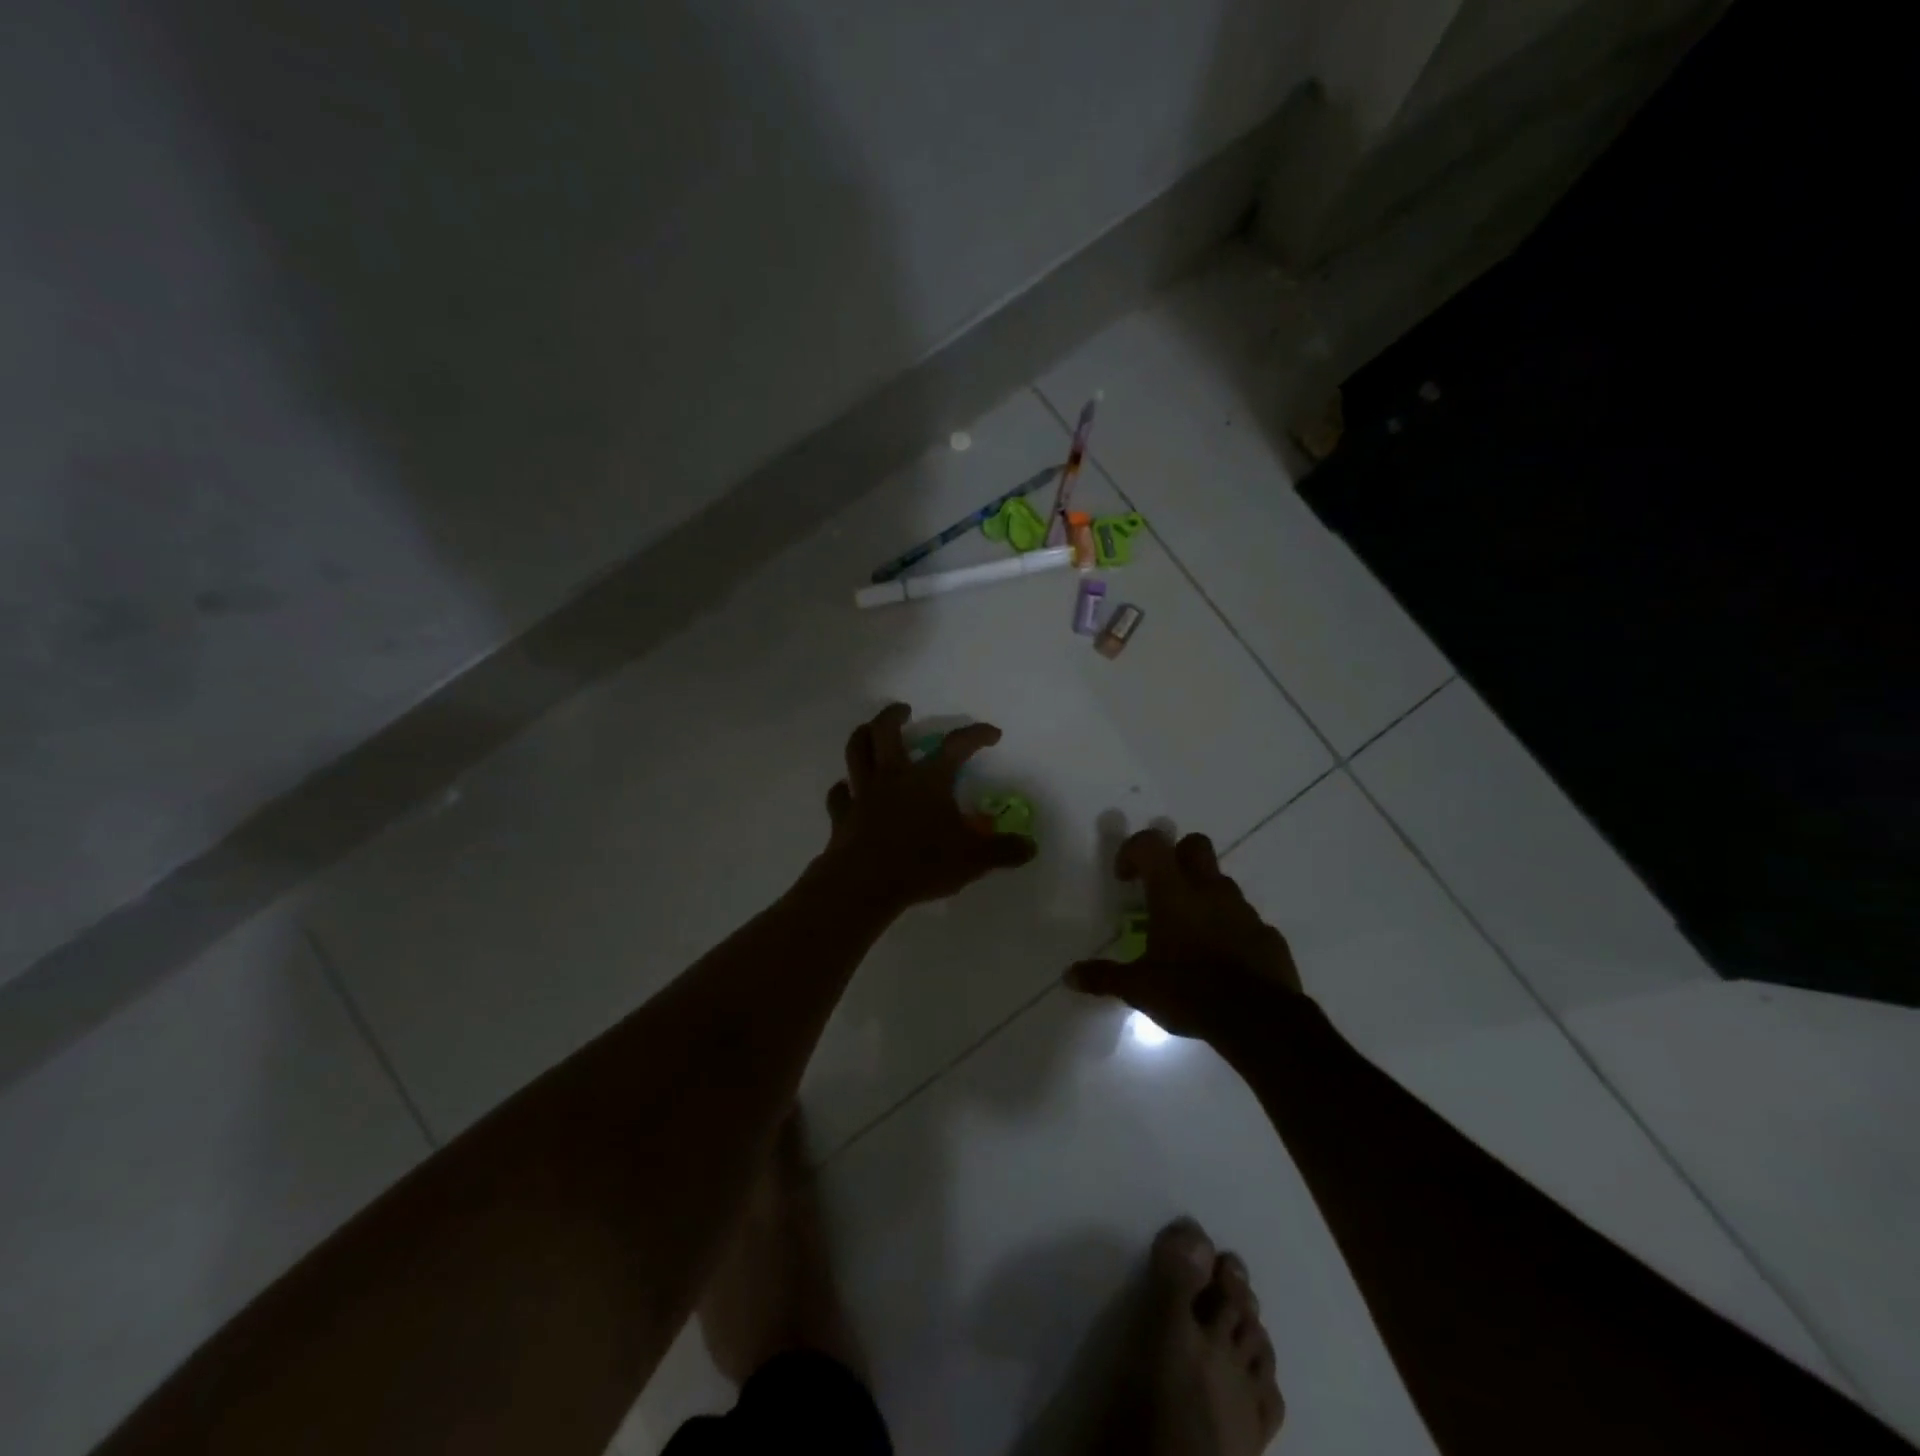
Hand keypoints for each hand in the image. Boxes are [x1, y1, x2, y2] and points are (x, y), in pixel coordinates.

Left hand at [819, 704, 1036, 912]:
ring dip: (863, 736)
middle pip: (886, 732)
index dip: (976, 735)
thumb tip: (1030, 847)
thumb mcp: (973, 859)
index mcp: (928, 779)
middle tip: (905, 710)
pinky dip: (843, 788)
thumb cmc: (922, 863)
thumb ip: (1003, 851)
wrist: (865, 884)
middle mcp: (893, 776)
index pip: (957, 745)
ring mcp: (863, 794)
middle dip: (895, 715)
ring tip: (870, 731)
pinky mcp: (842, 816)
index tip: (992, 733)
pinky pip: (839, 794)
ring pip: (856, 752)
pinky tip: (847, 789)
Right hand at [1066, 829, 1302, 1038]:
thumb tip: (1069, 976)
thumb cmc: (1190, 991)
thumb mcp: (1139, 988)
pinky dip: (1230, 929)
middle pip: (1195, 845)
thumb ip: (1104, 977)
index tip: (1125, 878)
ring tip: (1189, 932)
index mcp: (1174, 893)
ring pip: (1221, 883)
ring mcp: (1243, 911)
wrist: (1260, 1020)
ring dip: (1204, 896)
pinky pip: (1245, 920)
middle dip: (1177, 857)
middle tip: (1162, 888)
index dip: (1133, 850)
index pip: (1151, 844)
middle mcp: (1210, 891)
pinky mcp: (1268, 935)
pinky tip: (1220, 959)